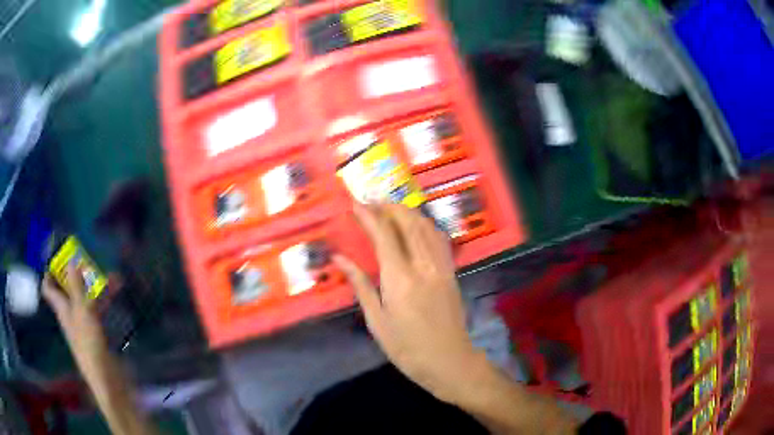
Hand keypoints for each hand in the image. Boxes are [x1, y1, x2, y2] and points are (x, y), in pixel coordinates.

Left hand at [42, 265, 109, 382]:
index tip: (58, 255)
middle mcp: (71, 314)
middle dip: (77, 273)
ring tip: (112, 274)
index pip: (49, 288)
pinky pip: (100, 310)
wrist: (110, 382)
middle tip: (88, 258)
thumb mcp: (82, 313)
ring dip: (96, 285)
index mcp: (62, 310)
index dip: (50, 271)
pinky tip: (117, 292)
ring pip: (86, 298)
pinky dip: (106, 299)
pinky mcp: (99, 333)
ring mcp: (85, 324)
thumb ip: (76, 287)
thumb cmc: (90, 346)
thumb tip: (71, 260)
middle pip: (68, 289)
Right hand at [335, 203, 485, 402]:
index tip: (355, 203)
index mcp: (400, 279)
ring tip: (390, 207)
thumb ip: (360, 285)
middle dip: (389, 206)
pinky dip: (426, 224)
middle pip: (408, 223)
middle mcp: (423, 266)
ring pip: (426, 227)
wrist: (449, 361)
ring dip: (408, 211)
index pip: (384, 236)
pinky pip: (440, 239)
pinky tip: (417, 225)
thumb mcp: (377, 321)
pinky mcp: (451, 272)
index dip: (369, 216)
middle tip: (371, 200)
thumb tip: (340, 258)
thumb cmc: (407, 348)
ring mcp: (441, 267)